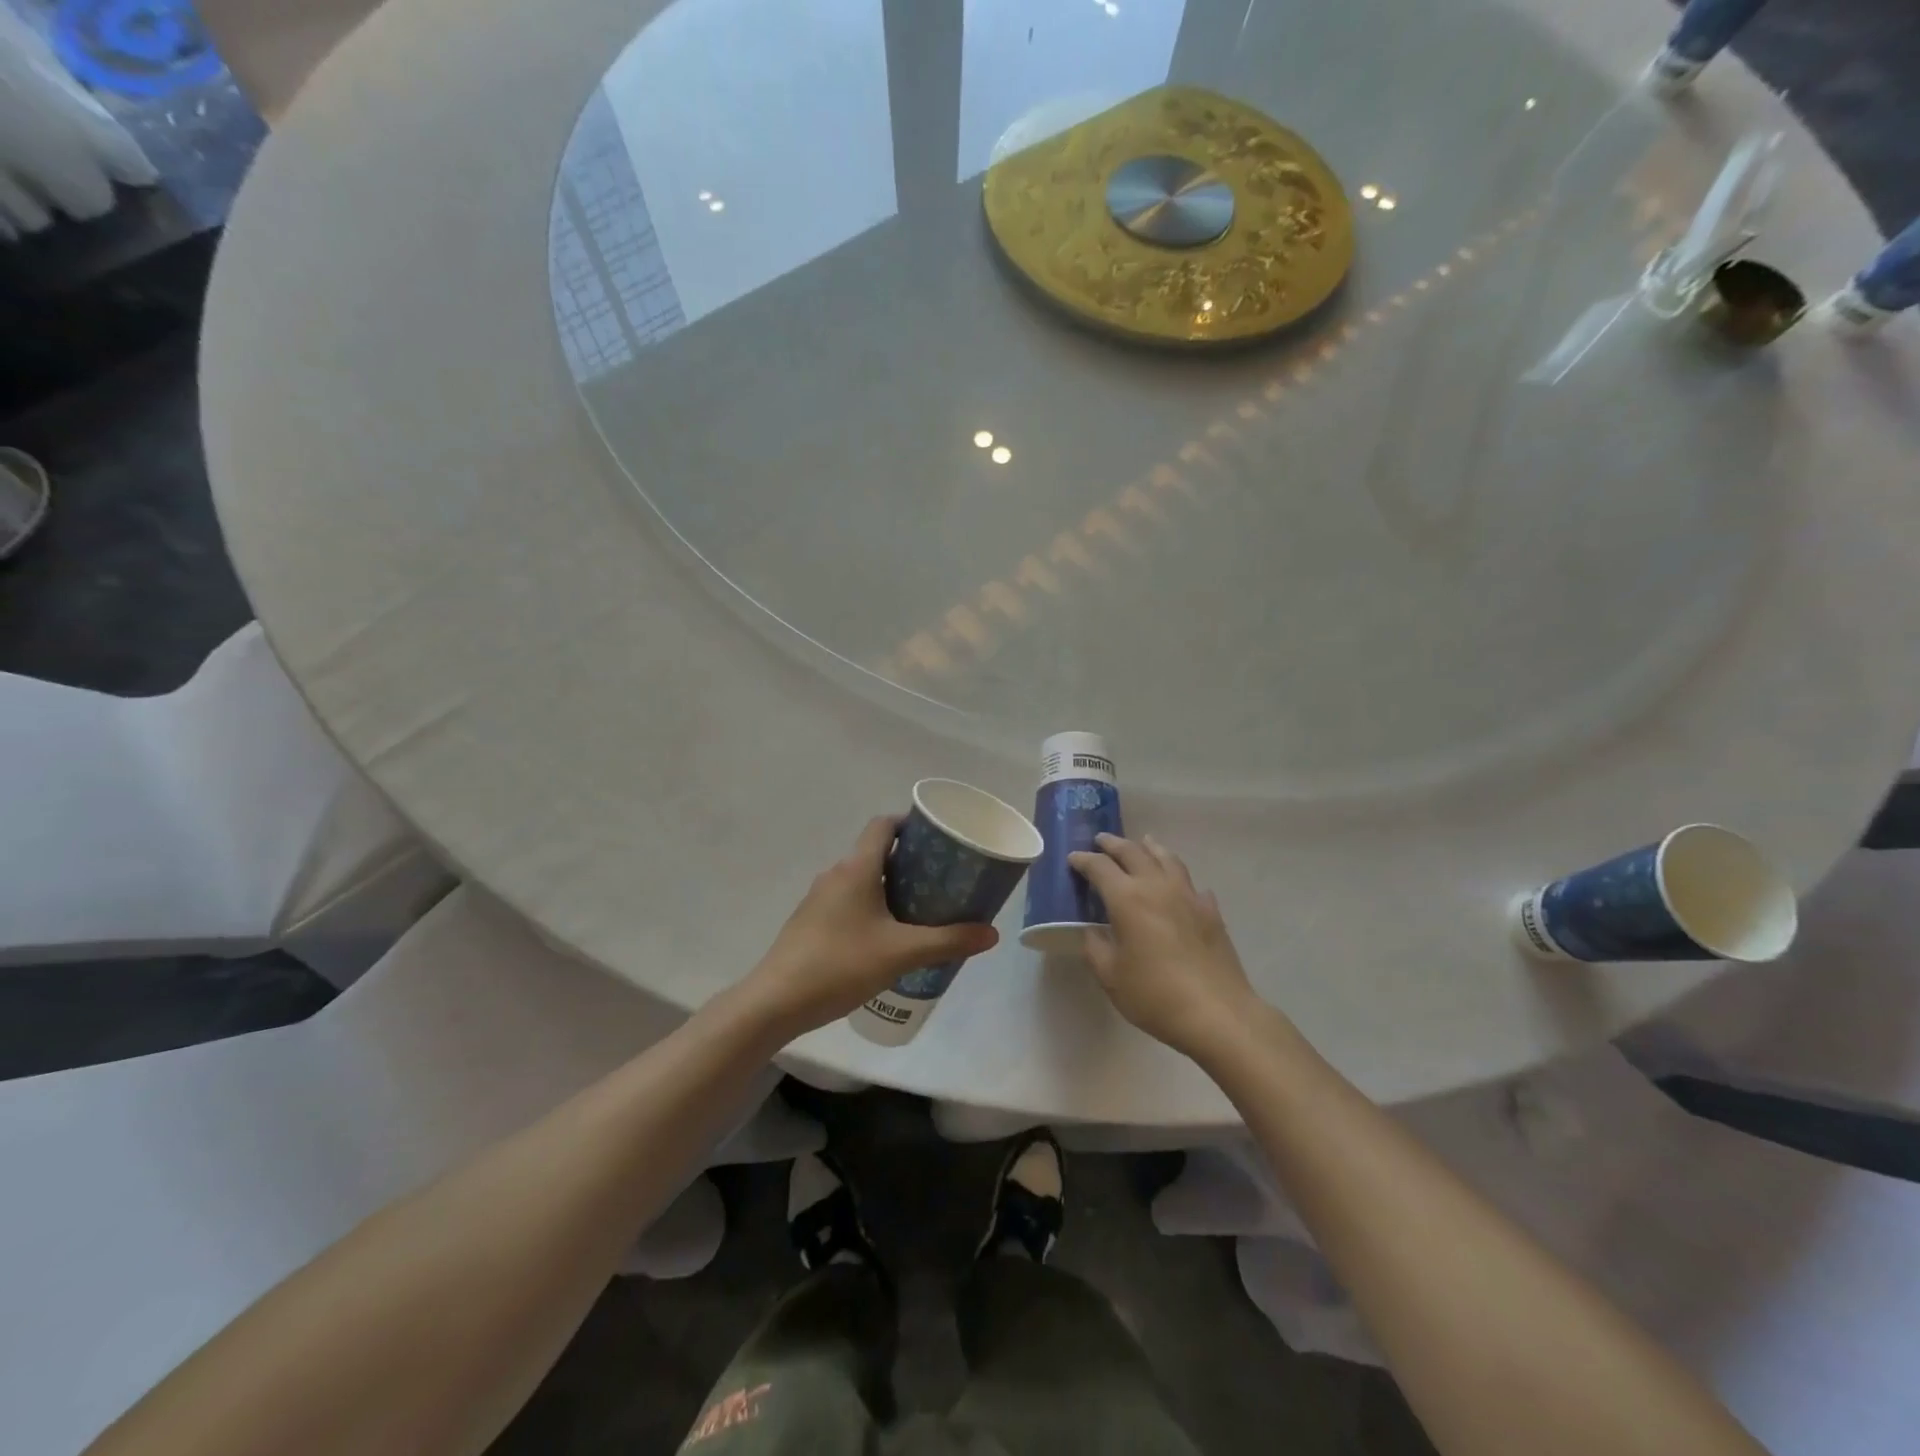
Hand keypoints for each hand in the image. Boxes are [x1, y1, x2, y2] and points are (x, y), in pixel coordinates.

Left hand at [743, 816, 999, 1035]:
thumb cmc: (840, 965)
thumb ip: (948, 941)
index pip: (883, 825)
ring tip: (920, 909)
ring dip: (890, 886)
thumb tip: (991, 933)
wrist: (776, 1001)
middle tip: (941, 878)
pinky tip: (886, 937)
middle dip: (909, 861)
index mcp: (857, 868)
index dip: (910, 823)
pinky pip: (848, 901)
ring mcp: (819, 899)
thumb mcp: (902, 954)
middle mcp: (836, 874)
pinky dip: (871, 906)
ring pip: (862, 879)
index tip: (937, 837)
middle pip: (875, 852)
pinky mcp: (810, 922)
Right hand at [1068, 833, 1259, 1058]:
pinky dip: (1178, 877)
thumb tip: (1093, 931)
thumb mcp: (1111, 976)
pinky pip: (1190, 883)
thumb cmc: (1155, 995)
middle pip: (1133, 852)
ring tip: (1142, 843)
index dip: (1083, 860)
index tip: (1073, 858)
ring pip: (1166, 858)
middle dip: (1113, 844)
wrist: (1217, 1013)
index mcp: (1127, 898)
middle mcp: (1157, 886)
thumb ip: (1096, 947)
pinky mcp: (1210, 910)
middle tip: (1101, 840)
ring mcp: (1188, 895)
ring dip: (1149, 848)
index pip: (1100, 867)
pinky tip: (1178, 886)